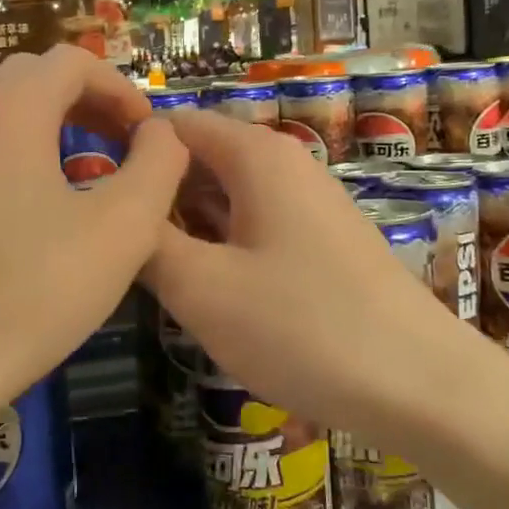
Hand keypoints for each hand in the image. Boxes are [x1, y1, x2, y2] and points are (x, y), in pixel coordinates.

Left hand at [0, 46, 187, 431]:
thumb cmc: (31, 294)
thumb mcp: (123, 230)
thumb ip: (159, 165)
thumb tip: (162, 133)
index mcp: (9, 113)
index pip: (72, 61)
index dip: (122, 88)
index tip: (147, 134)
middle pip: (34, 77)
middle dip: (88, 99)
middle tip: (123, 142)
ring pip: (2, 110)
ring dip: (53, 123)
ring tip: (88, 169)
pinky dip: (19, 150)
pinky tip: (37, 206)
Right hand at [142, 110, 453, 438]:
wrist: (418, 383)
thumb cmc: (301, 326)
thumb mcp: (202, 288)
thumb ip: (147, 241)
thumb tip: (119, 211)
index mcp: (255, 155)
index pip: (174, 125)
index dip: (128, 150)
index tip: (90, 196)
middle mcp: (285, 163)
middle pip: (201, 158)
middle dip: (157, 194)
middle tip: (113, 244)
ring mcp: (309, 202)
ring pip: (227, 195)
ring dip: (187, 224)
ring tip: (147, 270)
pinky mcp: (323, 240)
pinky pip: (255, 224)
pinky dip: (221, 244)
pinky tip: (204, 288)